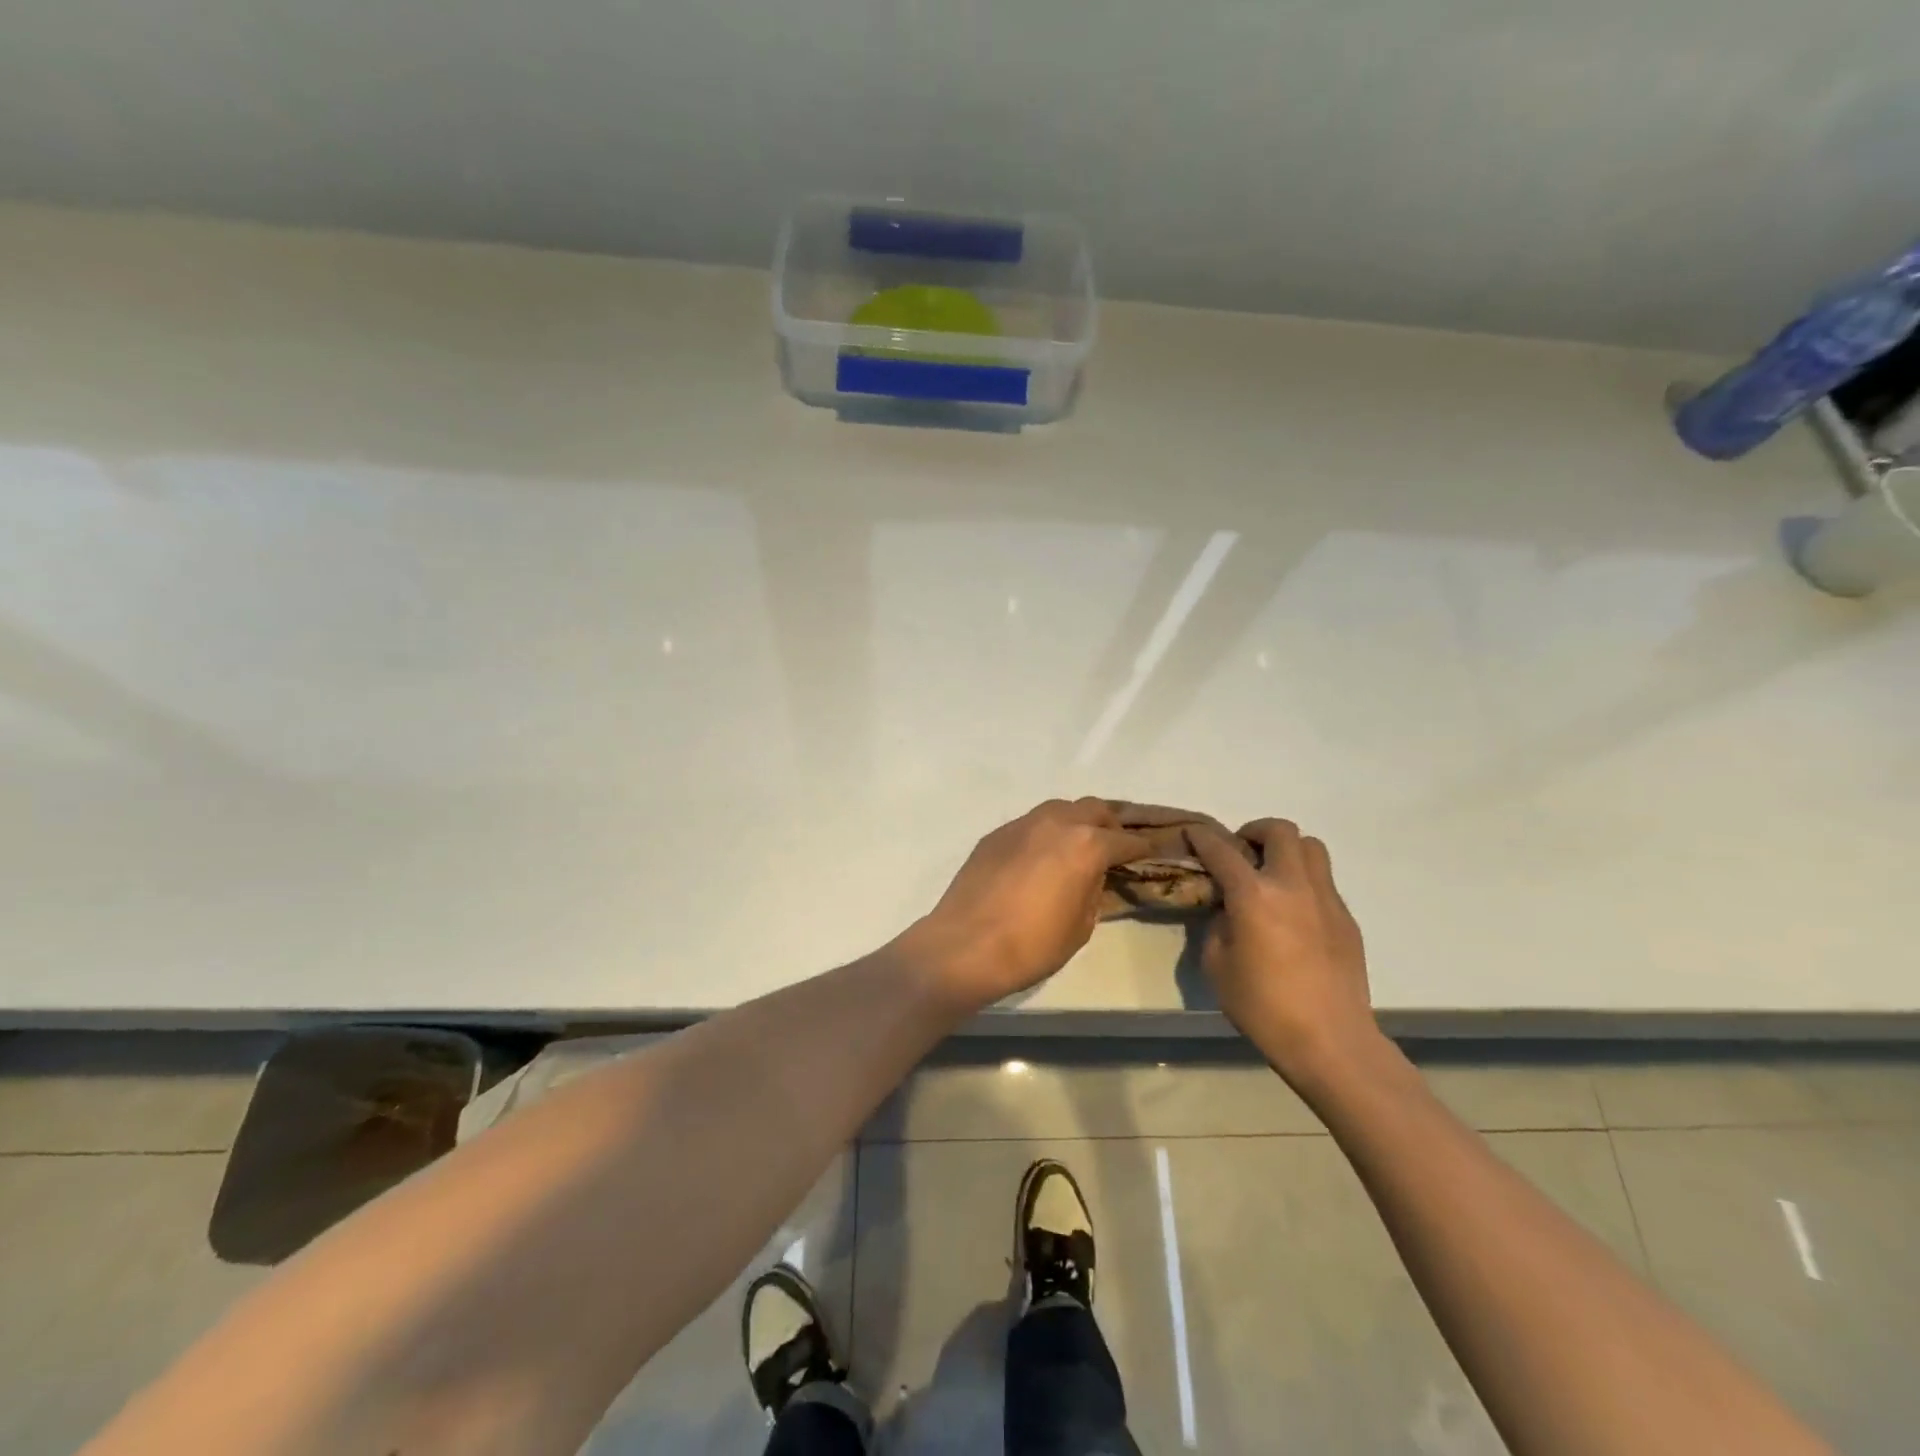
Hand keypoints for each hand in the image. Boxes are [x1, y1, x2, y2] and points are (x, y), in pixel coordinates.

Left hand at [903, 799, 1150, 1011]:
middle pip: (1094, 809)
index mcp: (1086, 845)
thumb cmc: (1032, 945)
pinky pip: (1030, 823)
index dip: (1142, 848)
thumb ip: (1094, 891)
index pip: (1125, 840)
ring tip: (1078, 845)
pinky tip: (1040, 856)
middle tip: (1114, 845)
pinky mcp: (996, 834)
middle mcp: (1056, 822)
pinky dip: (1044, 832)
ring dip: (1075, 821)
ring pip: (1059, 808)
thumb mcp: (1081, 926)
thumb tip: (1095, 876)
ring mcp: (1022, 824)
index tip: (1151, 853)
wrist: (965, 945)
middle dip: (1110, 824)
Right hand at [1189, 819, 1379, 1087]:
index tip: (1193, 834)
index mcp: (1254, 895)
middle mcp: (1292, 885)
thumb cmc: (1263, 1006)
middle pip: (1280, 831)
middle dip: (1255, 831)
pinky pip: (1324, 881)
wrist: (1330, 1041)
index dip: (1203, 837)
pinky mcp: (1346, 918)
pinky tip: (1293, 913)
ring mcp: (1326, 898)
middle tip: (1241, 852)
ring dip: (1286, 850)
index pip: (1222, 849)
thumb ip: (1218, 925)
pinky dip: (1303, 881)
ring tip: (1270, 874)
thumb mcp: (1217, 965)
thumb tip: (1228, 909)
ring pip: (1311, 848)